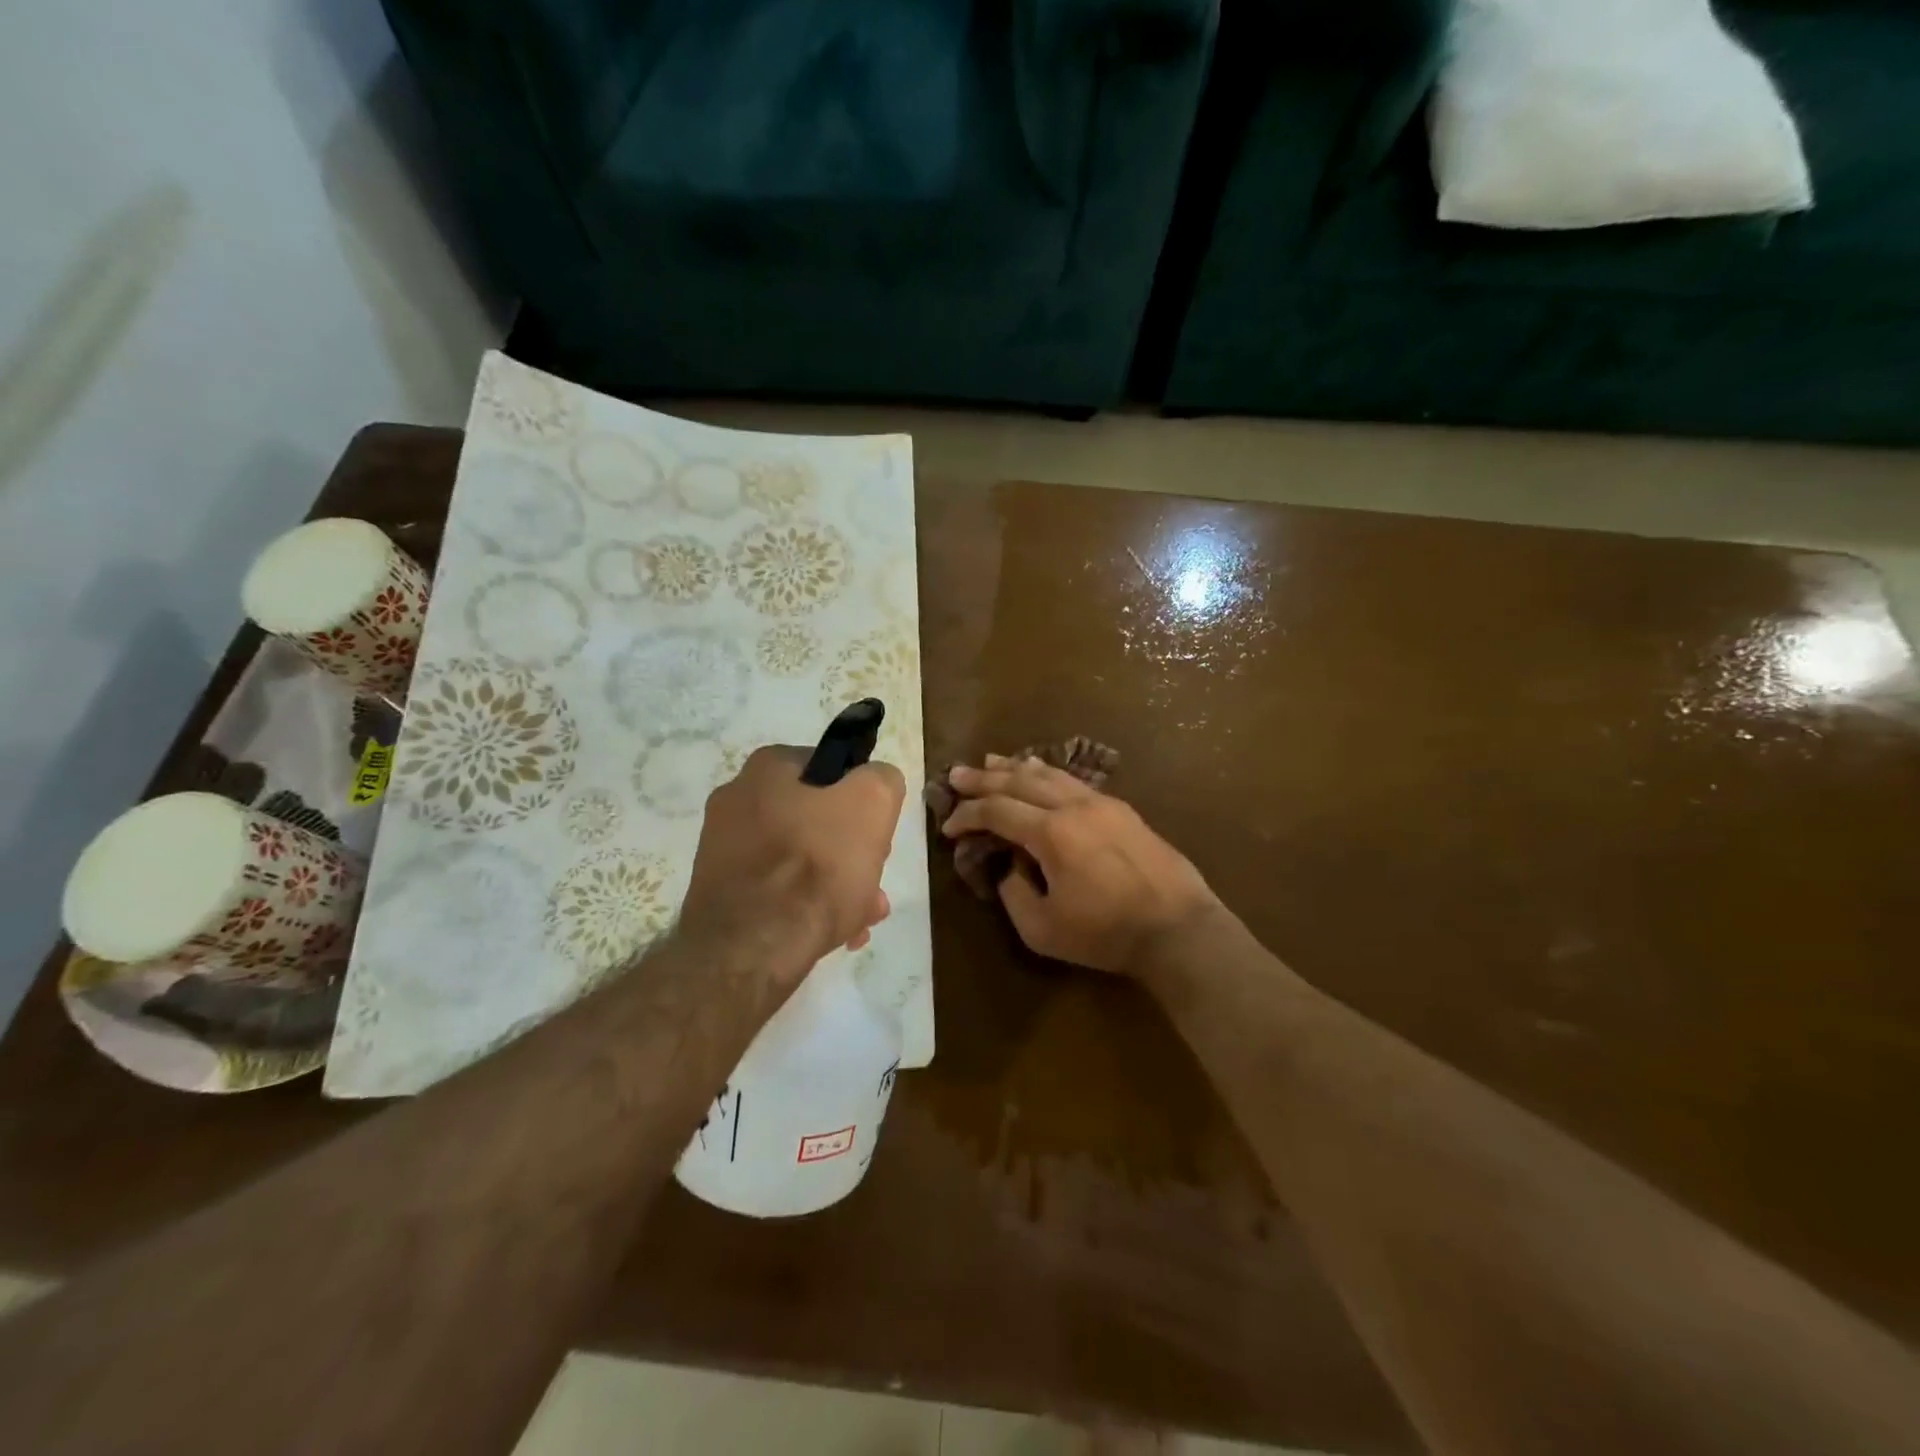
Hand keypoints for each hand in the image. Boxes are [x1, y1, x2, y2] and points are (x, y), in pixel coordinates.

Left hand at [681, 746, 904, 979]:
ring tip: (860, 919)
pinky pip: (775, 891)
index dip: (862, 802)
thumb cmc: (817, 865)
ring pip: (799, 860)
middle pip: (816, 821)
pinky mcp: (719, 893)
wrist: (752, 947)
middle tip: (874, 885)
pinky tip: (832, 934)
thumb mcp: (873, 803)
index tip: (877, 837)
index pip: (831, 771)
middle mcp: (736, 800)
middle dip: (851, 853)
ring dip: (835, 885)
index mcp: (767, 767)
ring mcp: (722, 849)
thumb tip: (875, 782)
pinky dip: (804, 907)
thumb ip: (882, 779)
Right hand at [939, 755, 1221, 976]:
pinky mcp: (1122, 810)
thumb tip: (1011, 868)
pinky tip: (1041, 773)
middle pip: (1019, 781)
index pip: (997, 811)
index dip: (967, 814)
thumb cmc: (1107, 933)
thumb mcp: (1043, 930)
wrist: (1178, 928)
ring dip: (1016, 767)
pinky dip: (1048, 774)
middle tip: (956, 773)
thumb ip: (1014, 894)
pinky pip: (1074, 781)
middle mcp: (1073, 806)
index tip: (948, 825)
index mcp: (1051, 833)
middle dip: (984, 778)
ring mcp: (1101, 803)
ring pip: (1050, 774)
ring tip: (992, 760)